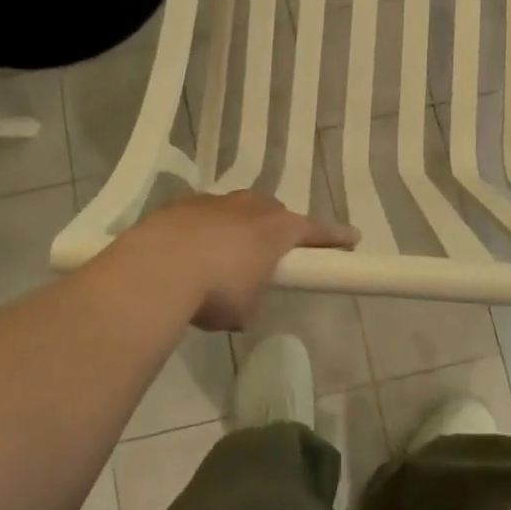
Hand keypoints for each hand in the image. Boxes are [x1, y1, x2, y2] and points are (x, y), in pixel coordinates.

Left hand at [113, 191, 357, 331]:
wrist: (158, 268)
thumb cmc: (216, 290)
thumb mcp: (245, 309)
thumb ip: (253, 296)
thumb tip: (241, 297)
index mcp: (277, 228)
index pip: (316, 231)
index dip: (335, 237)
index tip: (352, 239)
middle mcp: (250, 206)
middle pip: (273, 212)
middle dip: (275, 230)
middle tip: (270, 254)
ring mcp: (215, 201)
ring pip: (236, 210)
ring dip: (236, 229)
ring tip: (223, 257)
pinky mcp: (182, 204)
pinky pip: (203, 216)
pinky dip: (203, 232)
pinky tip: (189, 254)